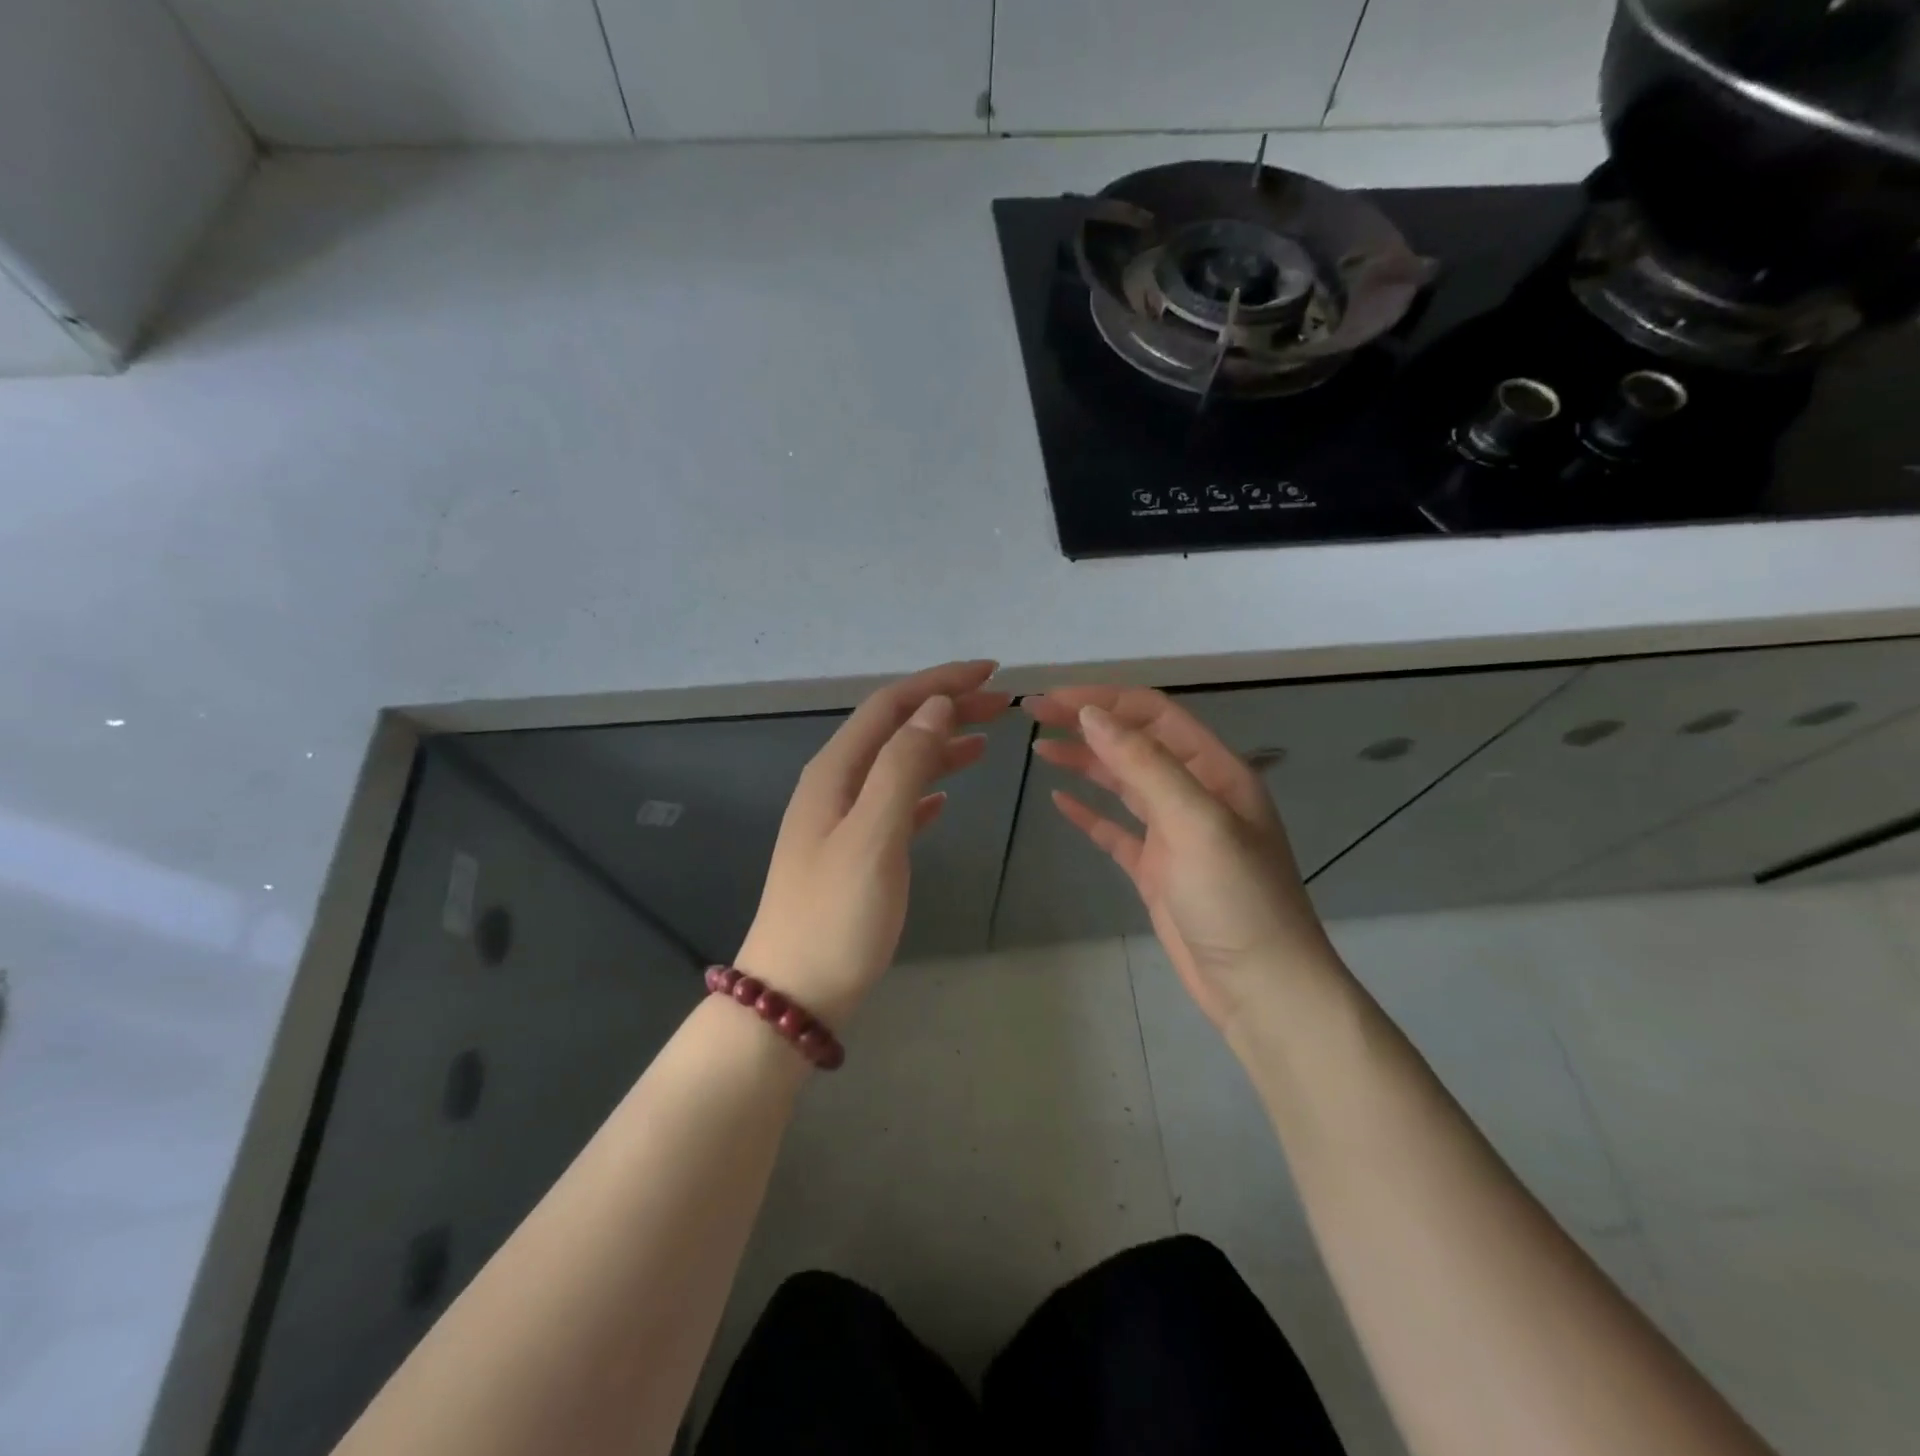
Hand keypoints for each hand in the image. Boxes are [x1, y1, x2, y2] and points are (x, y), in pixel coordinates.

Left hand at [737, 661, 1010, 1029]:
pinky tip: (946, 797)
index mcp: (836, 772)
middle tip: (1004, 704)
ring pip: (899, 765)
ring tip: (987, 742)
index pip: (892, 705)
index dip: (940, 682)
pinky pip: (896, 804)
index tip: (992, 673)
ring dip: (941, 747)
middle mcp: (836, 785)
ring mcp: (842, 820)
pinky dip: (925, 789)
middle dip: (947, 709)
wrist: (793, 994)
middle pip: (896, 729)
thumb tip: (936, 707)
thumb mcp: (874, 835)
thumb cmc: (836, 915)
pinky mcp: (855, 853)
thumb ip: (903, 767)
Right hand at [1025, 686, 1340, 1029]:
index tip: (1052, 700)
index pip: (1153, 714)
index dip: (1102, 700)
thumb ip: (1145, 763)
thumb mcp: (1195, 821)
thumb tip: (1092, 714)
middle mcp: (1195, 793)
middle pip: (1134, 742)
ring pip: (1123, 782)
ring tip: (1040, 747)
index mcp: (1214, 771)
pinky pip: (1116, 829)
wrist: (1261, 988)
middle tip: (1034, 713)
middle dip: (1086, 723)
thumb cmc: (1236, 899)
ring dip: (1084, 761)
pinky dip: (1088, 812)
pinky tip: (1059, 801)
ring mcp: (1174, 833)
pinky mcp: (1156, 869)